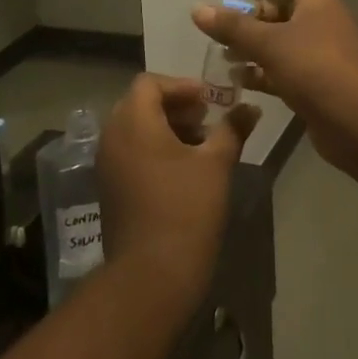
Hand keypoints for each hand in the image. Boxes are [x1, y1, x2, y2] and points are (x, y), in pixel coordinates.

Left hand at [97, 75, 259, 309]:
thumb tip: (251, 108)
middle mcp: (112, 136)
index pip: (150, 83)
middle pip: (140, 103)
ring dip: (165, 127)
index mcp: (133, 121)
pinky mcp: (109, 188)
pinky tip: (182, 170)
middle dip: (175, 106)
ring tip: (200, 145)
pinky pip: (129, 152)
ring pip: (135, 129)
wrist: (151, 276)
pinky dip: (153, 148)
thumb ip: (233, 129)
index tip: (209, 101)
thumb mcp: (216, 164)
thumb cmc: (186, 209)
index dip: (181, 86)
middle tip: (207, 119)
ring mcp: (106, 164)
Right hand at [192, 0, 357, 175]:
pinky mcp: (315, 84)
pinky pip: (282, 69)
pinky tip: (237, 81)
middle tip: (222, 25)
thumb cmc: (317, 68)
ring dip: (252, 45)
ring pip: (280, 40)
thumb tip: (197, 9)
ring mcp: (319, 54)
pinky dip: (261, 72)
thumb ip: (233, 27)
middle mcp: (319, 21)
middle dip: (251, 14)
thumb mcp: (270, 43)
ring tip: (222, 54)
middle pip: (282, 6)